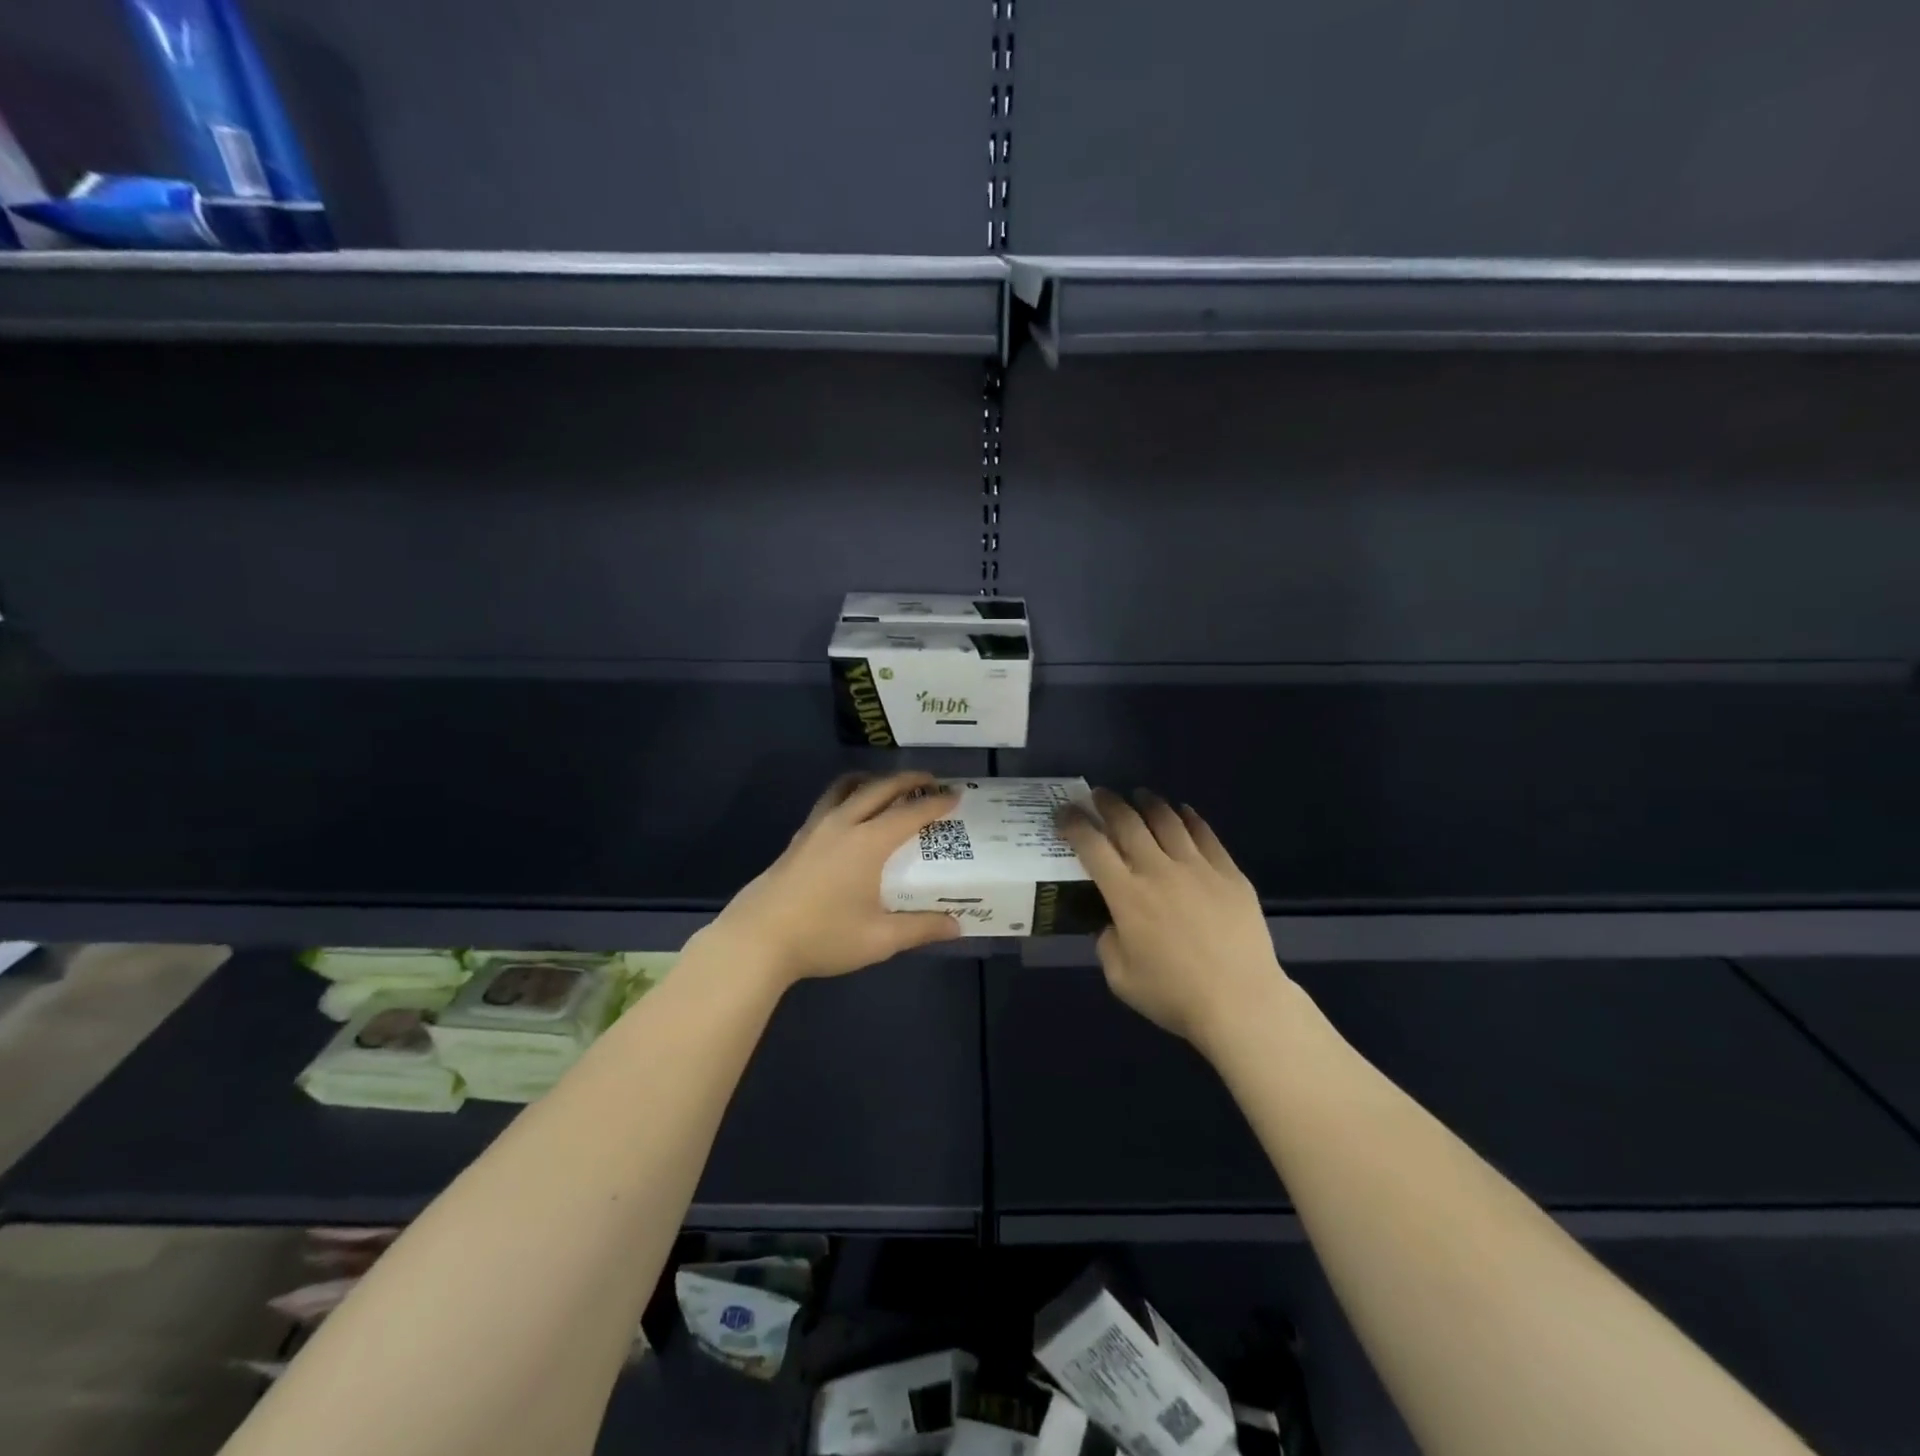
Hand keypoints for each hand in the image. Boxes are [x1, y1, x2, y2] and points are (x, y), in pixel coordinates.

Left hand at [705, 771, 962, 986]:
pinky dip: (848, 795)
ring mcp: (816, 828)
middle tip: (930, 781)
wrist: (757, 939)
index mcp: (868, 843)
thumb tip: (956, 925)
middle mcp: (843, 824)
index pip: (910, 813)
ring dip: (873, 780)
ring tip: (888, 786)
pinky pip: (829, 801)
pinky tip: (851, 815)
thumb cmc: (823, 937)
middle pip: (880, 788)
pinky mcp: (798, 839)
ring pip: (847, 787)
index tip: (956, 795)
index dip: (936, 803)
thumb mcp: (879, 939)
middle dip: (908, 780)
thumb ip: (920, 928)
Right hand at [1058, 788, 1292, 1051]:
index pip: (1091, 846)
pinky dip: (1190, 817)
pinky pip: (1205, 834)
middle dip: (1108, 802)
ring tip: (1140, 795)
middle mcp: (1157, 870)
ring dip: (1148, 802)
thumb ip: (1107, 943)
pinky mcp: (1228, 872)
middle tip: (1099, 794)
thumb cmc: (1174, 995)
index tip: (1064, 811)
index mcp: (1126, 895)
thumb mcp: (1120, 978)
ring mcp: (1196, 867)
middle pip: (1128, 822)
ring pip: (1167, 820)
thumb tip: (1112, 923)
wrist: (1241, 1002)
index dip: (1073, 823)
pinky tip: (1183, 811)